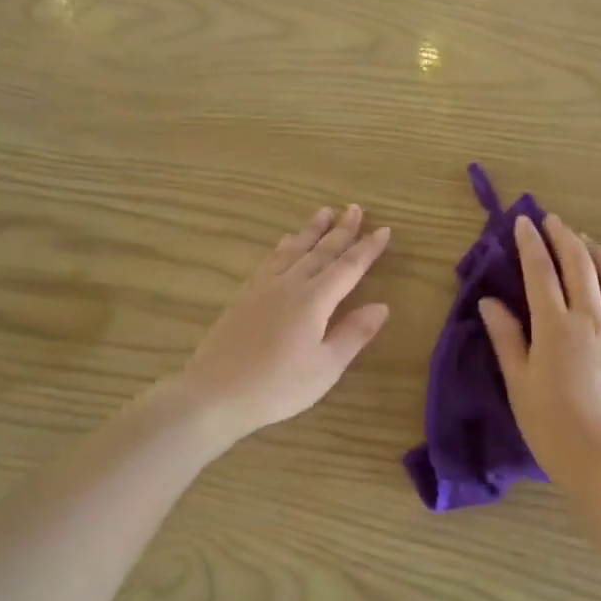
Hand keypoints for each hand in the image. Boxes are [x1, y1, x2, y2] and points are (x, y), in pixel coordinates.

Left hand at [177, 204, 391, 441]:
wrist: (215, 392)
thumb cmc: (278, 386)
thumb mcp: (326, 367)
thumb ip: (354, 334)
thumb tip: (382, 306)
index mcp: (314, 300)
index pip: (348, 267)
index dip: (368, 249)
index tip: (384, 230)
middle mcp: (290, 284)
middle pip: (321, 251)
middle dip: (342, 230)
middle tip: (356, 208)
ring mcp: (263, 287)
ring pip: (293, 249)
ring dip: (311, 229)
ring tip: (324, 211)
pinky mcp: (244, 295)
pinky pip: (270, 259)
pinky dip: (284, 245)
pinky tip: (285, 242)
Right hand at [480, 212, 600, 485]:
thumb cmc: (553, 428)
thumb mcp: (519, 384)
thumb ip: (507, 338)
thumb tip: (489, 301)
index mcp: (556, 327)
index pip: (541, 272)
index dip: (531, 243)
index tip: (523, 222)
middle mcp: (591, 320)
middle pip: (580, 265)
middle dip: (565, 237)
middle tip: (552, 220)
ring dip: (599, 252)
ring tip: (585, 241)